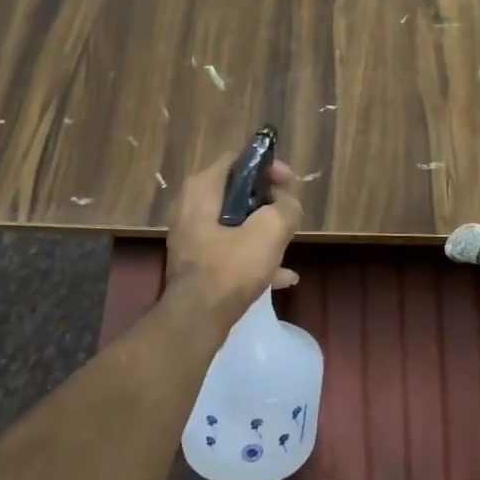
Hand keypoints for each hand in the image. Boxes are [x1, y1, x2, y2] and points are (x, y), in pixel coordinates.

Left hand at [164, 150, 304, 321]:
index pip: (237, 159)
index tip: (289, 183)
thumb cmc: (231, 267)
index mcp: (202, 189)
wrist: (197, 320)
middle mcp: (190, 207)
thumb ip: (285, 208)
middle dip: (268, 202)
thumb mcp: (270, 231)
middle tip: (289, 214)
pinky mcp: (196, 262)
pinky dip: (253, 256)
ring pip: (235, 223)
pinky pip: (229, 250)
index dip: (267, 166)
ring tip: (287, 244)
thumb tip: (287, 204)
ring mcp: (191, 236)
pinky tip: (282, 277)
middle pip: (237, 192)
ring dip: (262, 231)